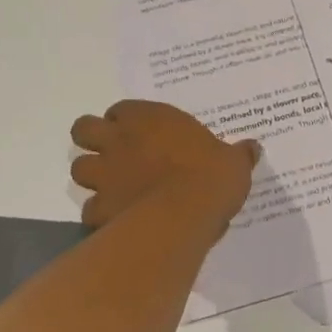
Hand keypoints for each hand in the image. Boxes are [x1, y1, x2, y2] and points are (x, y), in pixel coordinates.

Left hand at [68, 100, 258, 236]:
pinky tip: (118, 221)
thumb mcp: (234, 162)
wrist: (185, 214)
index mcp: (149, 118)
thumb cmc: (210, 176)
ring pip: (79, 168)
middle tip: (114, 154)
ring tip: (113, 187)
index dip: (126, 121)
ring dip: (92, 176)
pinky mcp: (100, 209)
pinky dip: (101, 215)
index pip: (121, 110)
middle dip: (93, 140)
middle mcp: (119, 140)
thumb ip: (238, 154)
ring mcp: (105, 174)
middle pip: (84, 130)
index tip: (140, 132)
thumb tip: (253, 148)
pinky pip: (90, 210)